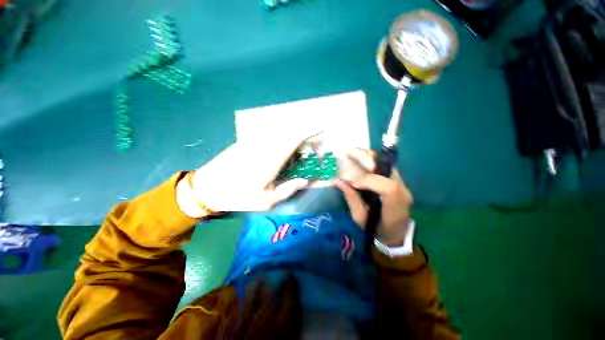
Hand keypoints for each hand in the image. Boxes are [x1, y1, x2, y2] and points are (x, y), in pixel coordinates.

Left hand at [179, 131, 317, 216]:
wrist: (207, 187)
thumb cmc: (238, 197)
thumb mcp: (266, 201)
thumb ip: (288, 189)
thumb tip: (305, 180)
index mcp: (271, 160)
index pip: (294, 139)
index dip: (309, 131)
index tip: (321, 128)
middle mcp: (264, 146)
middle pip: (289, 134)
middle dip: (304, 137)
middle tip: (311, 150)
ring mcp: (254, 142)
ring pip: (279, 134)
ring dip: (292, 139)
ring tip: (298, 153)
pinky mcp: (247, 142)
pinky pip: (269, 136)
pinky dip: (280, 140)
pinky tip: (280, 152)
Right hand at [335, 149, 412, 246]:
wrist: (396, 234)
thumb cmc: (377, 230)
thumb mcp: (361, 220)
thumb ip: (352, 200)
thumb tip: (338, 181)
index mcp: (396, 207)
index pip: (387, 188)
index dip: (368, 181)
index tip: (351, 182)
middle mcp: (403, 192)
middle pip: (388, 170)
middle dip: (366, 160)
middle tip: (349, 154)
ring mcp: (402, 184)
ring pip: (386, 164)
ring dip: (369, 156)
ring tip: (353, 152)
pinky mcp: (397, 180)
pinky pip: (384, 166)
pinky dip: (372, 160)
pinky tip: (361, 156)